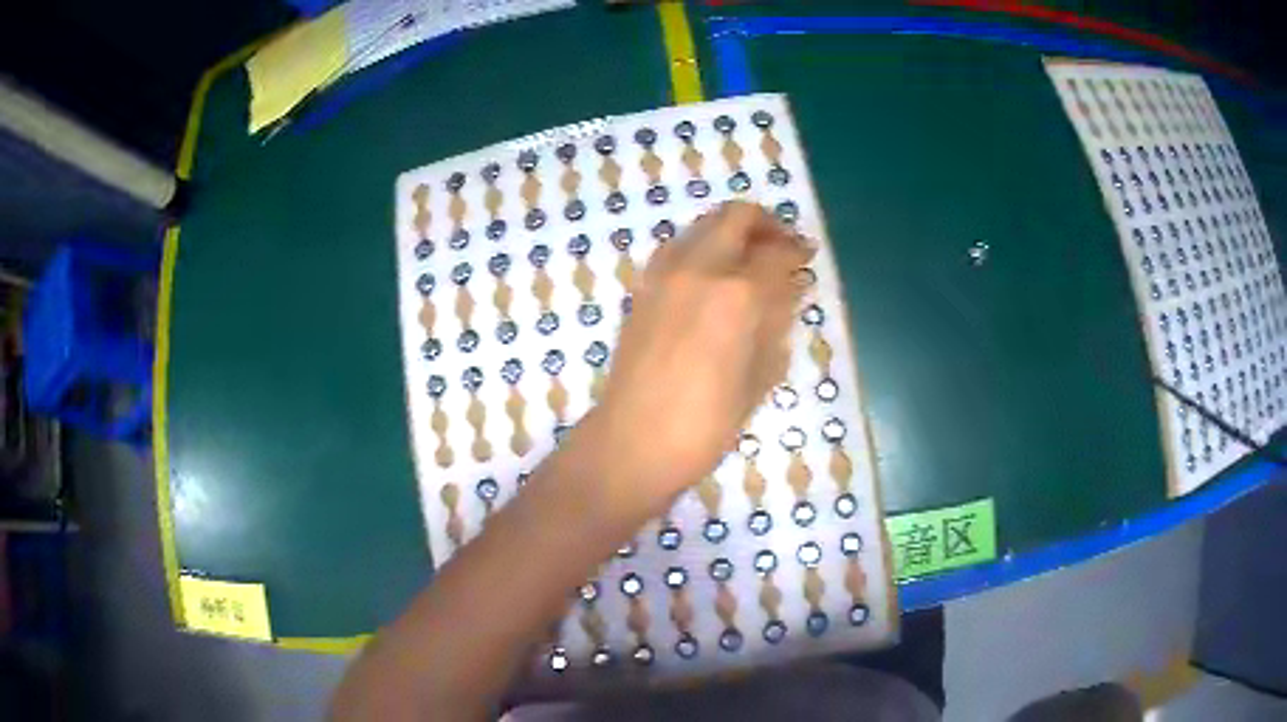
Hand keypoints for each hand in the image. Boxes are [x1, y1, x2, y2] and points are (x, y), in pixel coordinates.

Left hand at [589, 201, 811, 520]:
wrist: (633, 441)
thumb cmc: (706, 423)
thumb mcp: (760, 376)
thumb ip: (776, 323)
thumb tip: (787, 291)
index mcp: (737, 294)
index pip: (777, 254)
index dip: (797, 253)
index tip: (807, 259)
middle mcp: (699, 268)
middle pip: (736, 217)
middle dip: (766, 224)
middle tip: (782, 246)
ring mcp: (664, 274)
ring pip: (703, 225)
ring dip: (731, 231)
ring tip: (749, 260)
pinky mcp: (642, 287)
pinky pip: (678, 248)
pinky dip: (703, 248)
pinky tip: (714, 279)